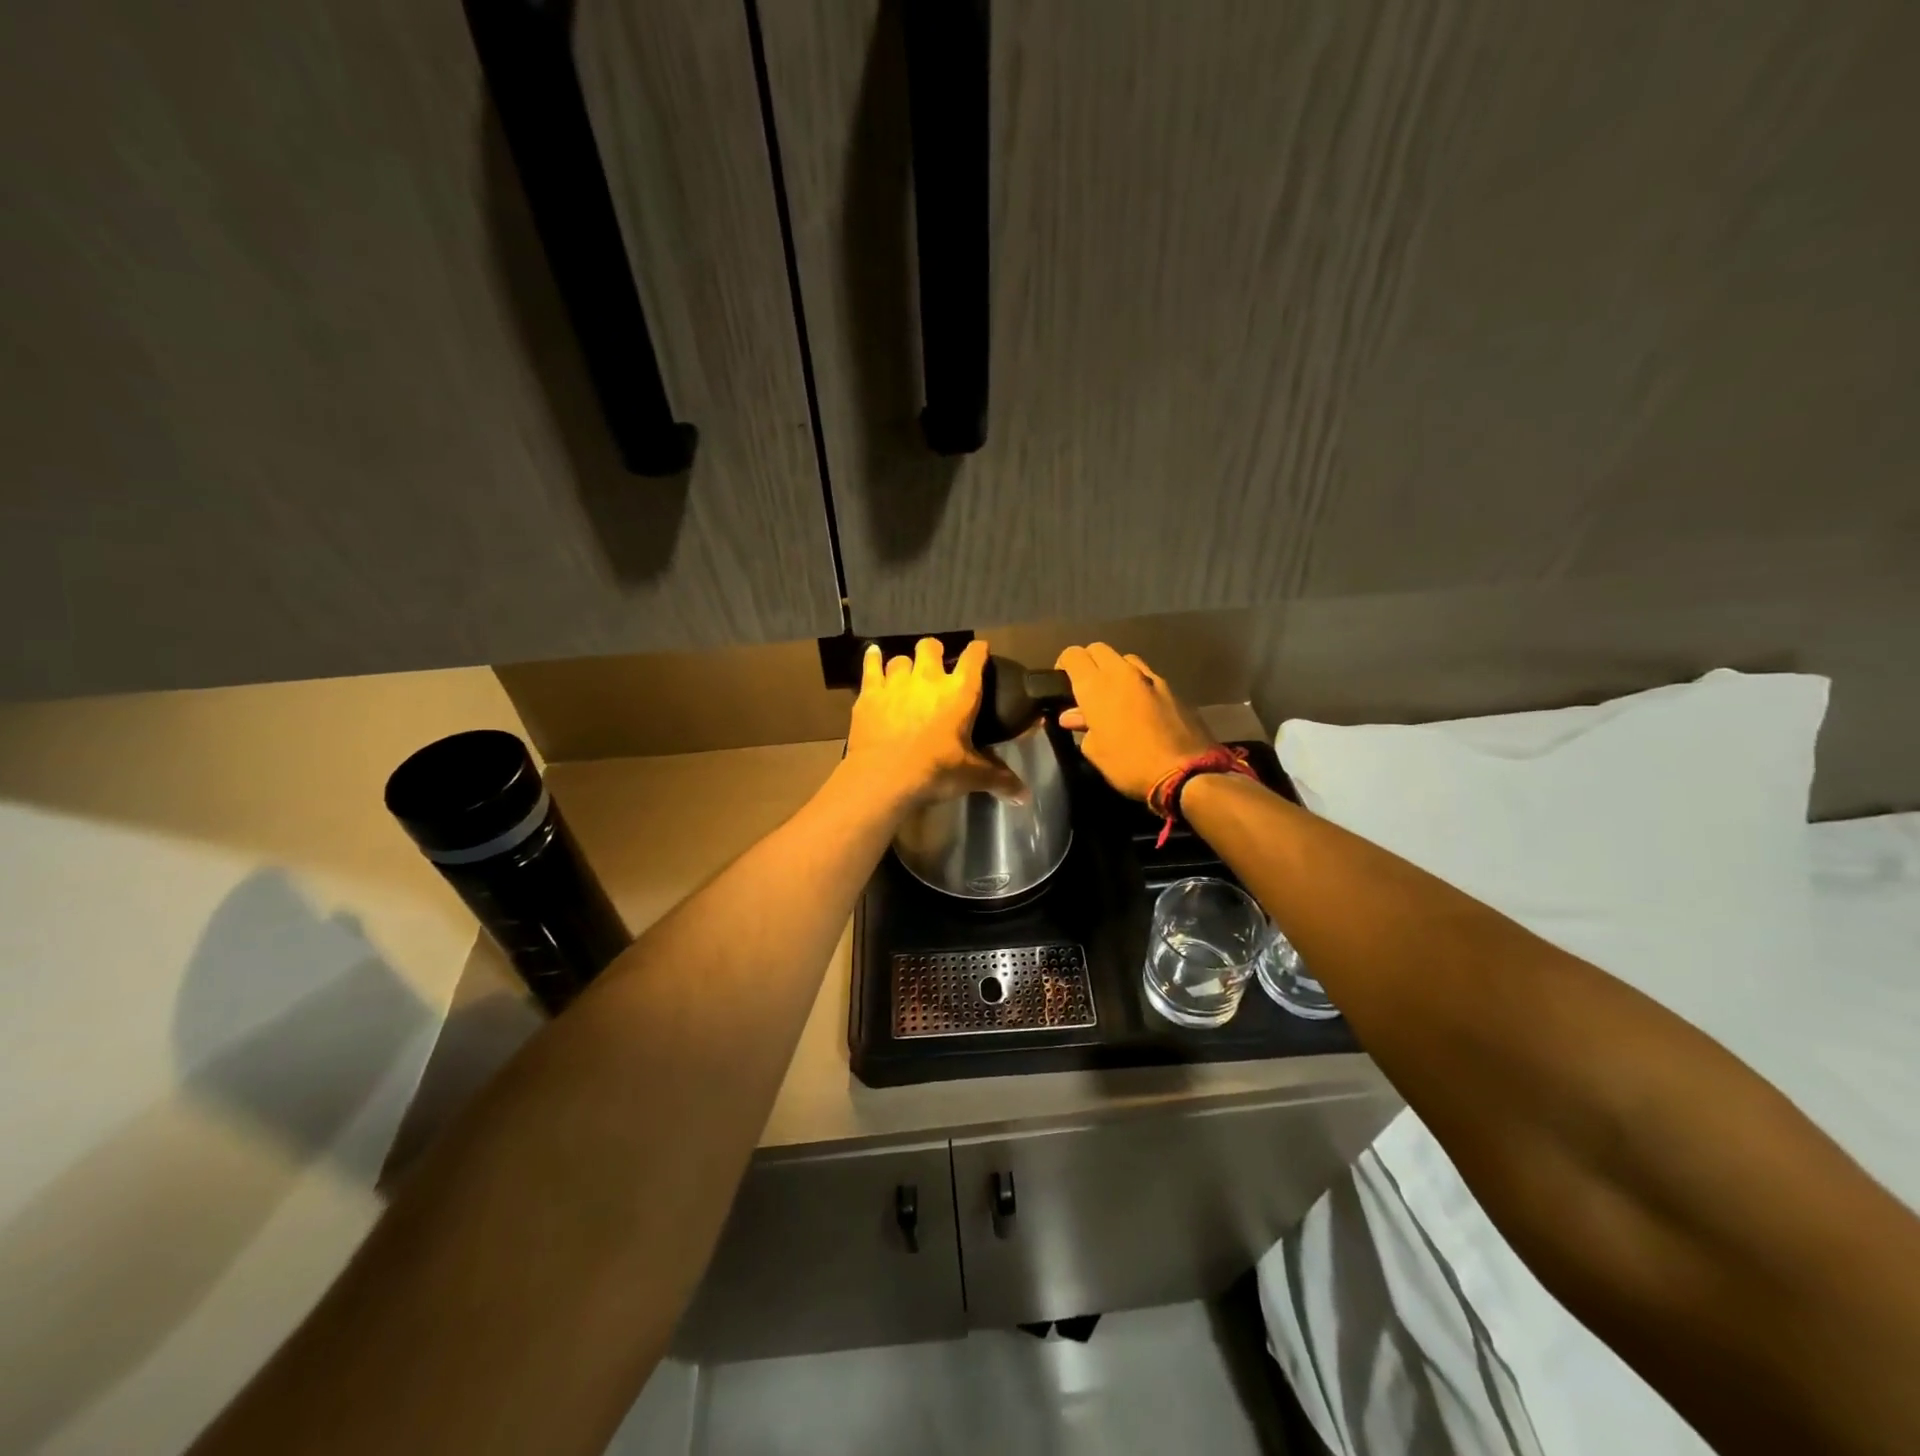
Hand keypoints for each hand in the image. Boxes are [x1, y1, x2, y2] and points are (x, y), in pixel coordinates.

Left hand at [844, 639, 1023, 808]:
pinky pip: (871, 665)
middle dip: (934, 652)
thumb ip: (999, 780)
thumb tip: (1026, 796)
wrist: (884, 777)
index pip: (974, 657)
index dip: (978, 650)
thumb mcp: (972, 776)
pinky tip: (873, 654)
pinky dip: (873, 659)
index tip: (980, 650)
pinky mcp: (870, 693)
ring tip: (907, 675)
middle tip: (936, 666)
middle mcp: (929, 678)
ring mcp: (896, 682)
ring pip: (901, 658)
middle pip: (931, 647)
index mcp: (960, 692)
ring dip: (906, 664)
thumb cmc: (935, 771)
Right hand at [1054, 643, 1216, 801]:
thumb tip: (1073, 715)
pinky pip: (1146, 676)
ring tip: (1113, 695)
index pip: (1073, 655)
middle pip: (1098, 649)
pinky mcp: (1171, 688)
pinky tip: (1138, 707)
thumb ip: (1083, 727)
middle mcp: (1122, 673)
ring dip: (1114, 670)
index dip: (1063, 664)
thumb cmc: (1129, 764)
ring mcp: (1150, 677)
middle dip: (1088, 662)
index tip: (1061, 683)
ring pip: (1124, 659)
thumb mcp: (1095, 751)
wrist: (1186, 772)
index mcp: (1096, 685)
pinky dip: (1136, 684)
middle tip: (1085, 688)